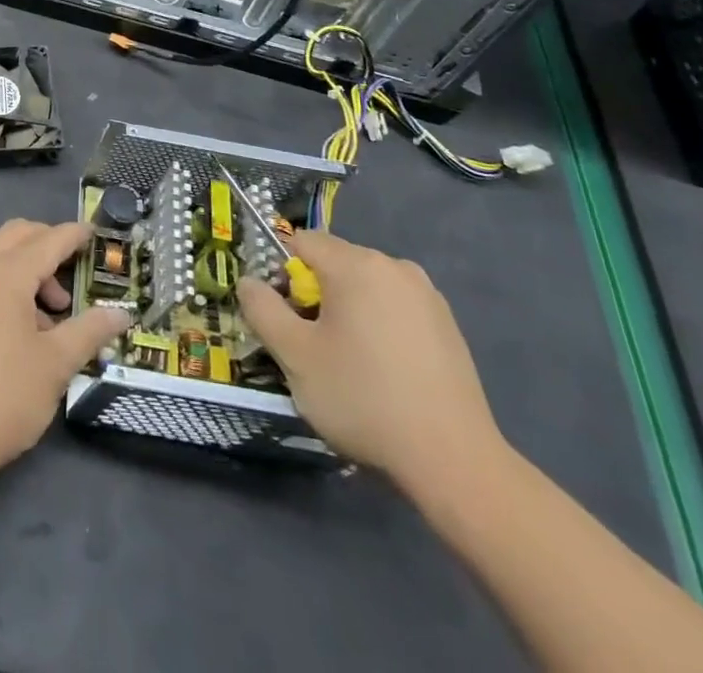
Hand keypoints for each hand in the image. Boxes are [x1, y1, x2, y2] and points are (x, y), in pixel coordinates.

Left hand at [0, 219, 131, 481]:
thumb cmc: (3, 397)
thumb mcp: (56, 365)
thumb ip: (90, 331)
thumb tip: (122, 314)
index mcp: (4, 275)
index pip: (48, 240)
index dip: (75, 235)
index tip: (96, 234)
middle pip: (18, 235)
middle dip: (49, 245)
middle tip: (74, 275)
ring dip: (28, 269)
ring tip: (52, 318)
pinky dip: (7, 285)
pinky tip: (21, 328)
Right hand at [237, 228, 504, 491]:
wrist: (454, 461)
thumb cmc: (363, 399)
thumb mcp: (294, 356)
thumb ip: (262, 309)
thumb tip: (248, 282)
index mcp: (356, 264)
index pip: (301, 242)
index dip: (281, 275)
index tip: (286, 319)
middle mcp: (394, 266)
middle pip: (334, 263)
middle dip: (315, 295)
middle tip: (312, 347)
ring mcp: (427, 295)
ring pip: (365, 287)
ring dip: (347, 312)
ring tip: (349, 365)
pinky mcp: (448, 326)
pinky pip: (394, 309)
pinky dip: (379, 327)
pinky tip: (385, 373)